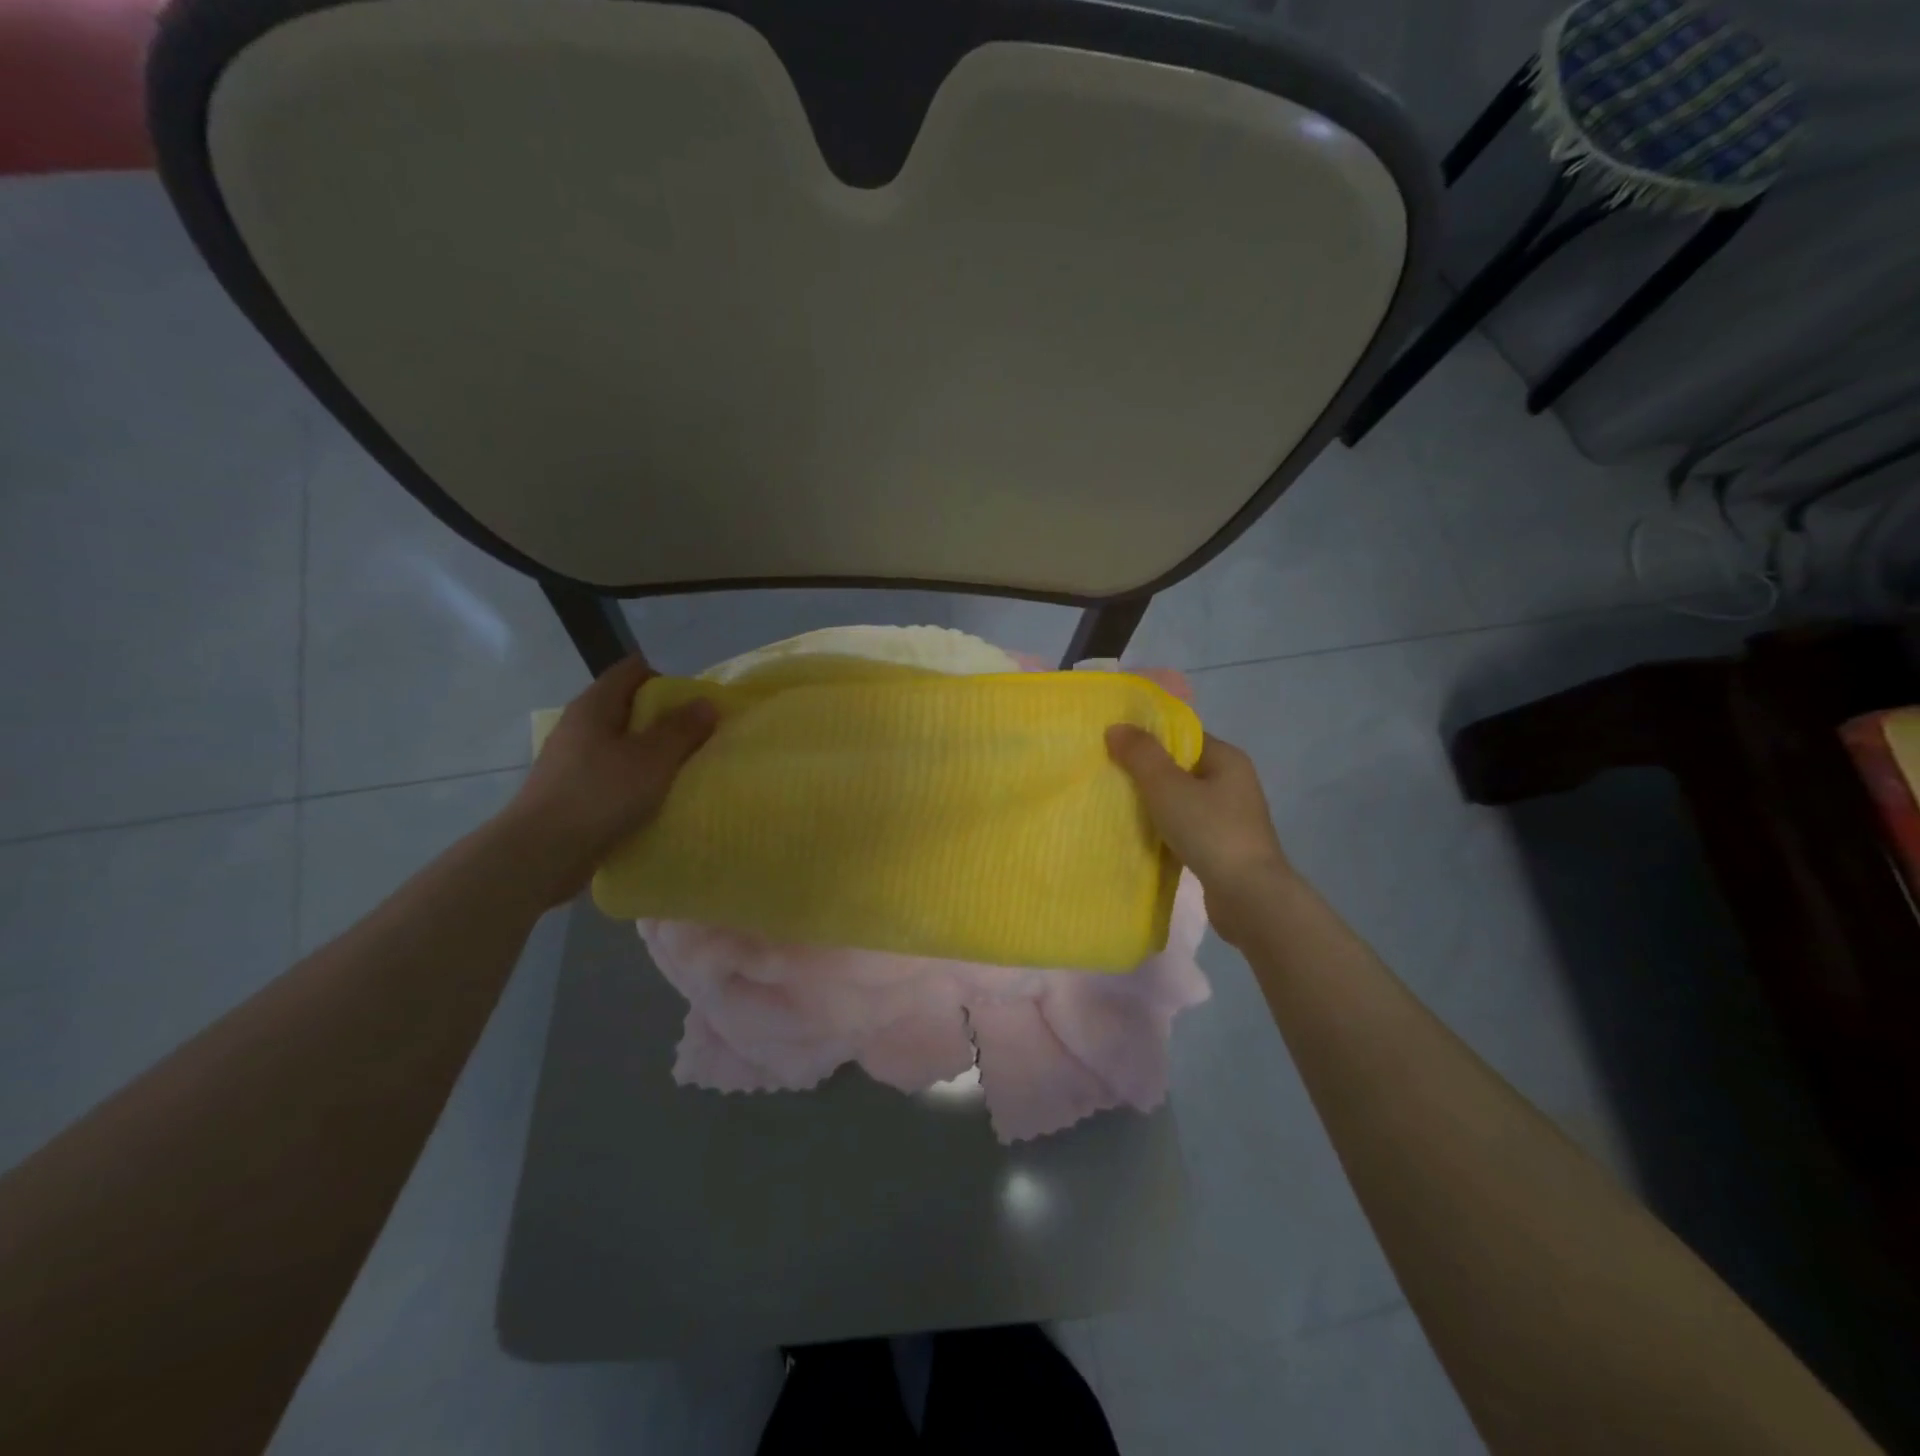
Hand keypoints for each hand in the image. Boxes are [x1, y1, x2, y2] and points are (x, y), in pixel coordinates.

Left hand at [500, 656, 715, 905]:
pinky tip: (651, 798)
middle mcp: (578, 725)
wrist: (540, 853)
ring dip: (648, 752)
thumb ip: (682, 730)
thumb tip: (706, 702)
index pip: (632, 671)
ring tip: (679, 771)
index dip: (665, 680)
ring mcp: (570, 759)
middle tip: (695, 738)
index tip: (692, 704)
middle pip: (626, 707)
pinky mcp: (570, 791)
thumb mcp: (653, 759)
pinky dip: (633, 778)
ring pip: (619, 743)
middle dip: (662, 719)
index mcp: (594, 705)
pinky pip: (610, 773)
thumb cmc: (600, 794)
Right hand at [1106, 726, 1292, 945]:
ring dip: (1154, 805)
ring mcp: (1231, 818)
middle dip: (1147, 773)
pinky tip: (1141, 837)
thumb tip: (1116, 727)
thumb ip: (1140, 754)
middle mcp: (1234, 783)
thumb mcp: (1167, 786)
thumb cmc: (1209, 831)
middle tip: (1109, 777)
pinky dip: (1165, 830)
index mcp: (1228, 759)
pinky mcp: (1224, 848)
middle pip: (1181, 768)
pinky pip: (1186, 828)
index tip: (1115, 747)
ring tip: (1118, 808)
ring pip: (1182, 801)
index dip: (1149, 739)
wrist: (1248, 896)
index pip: (1183, 737)